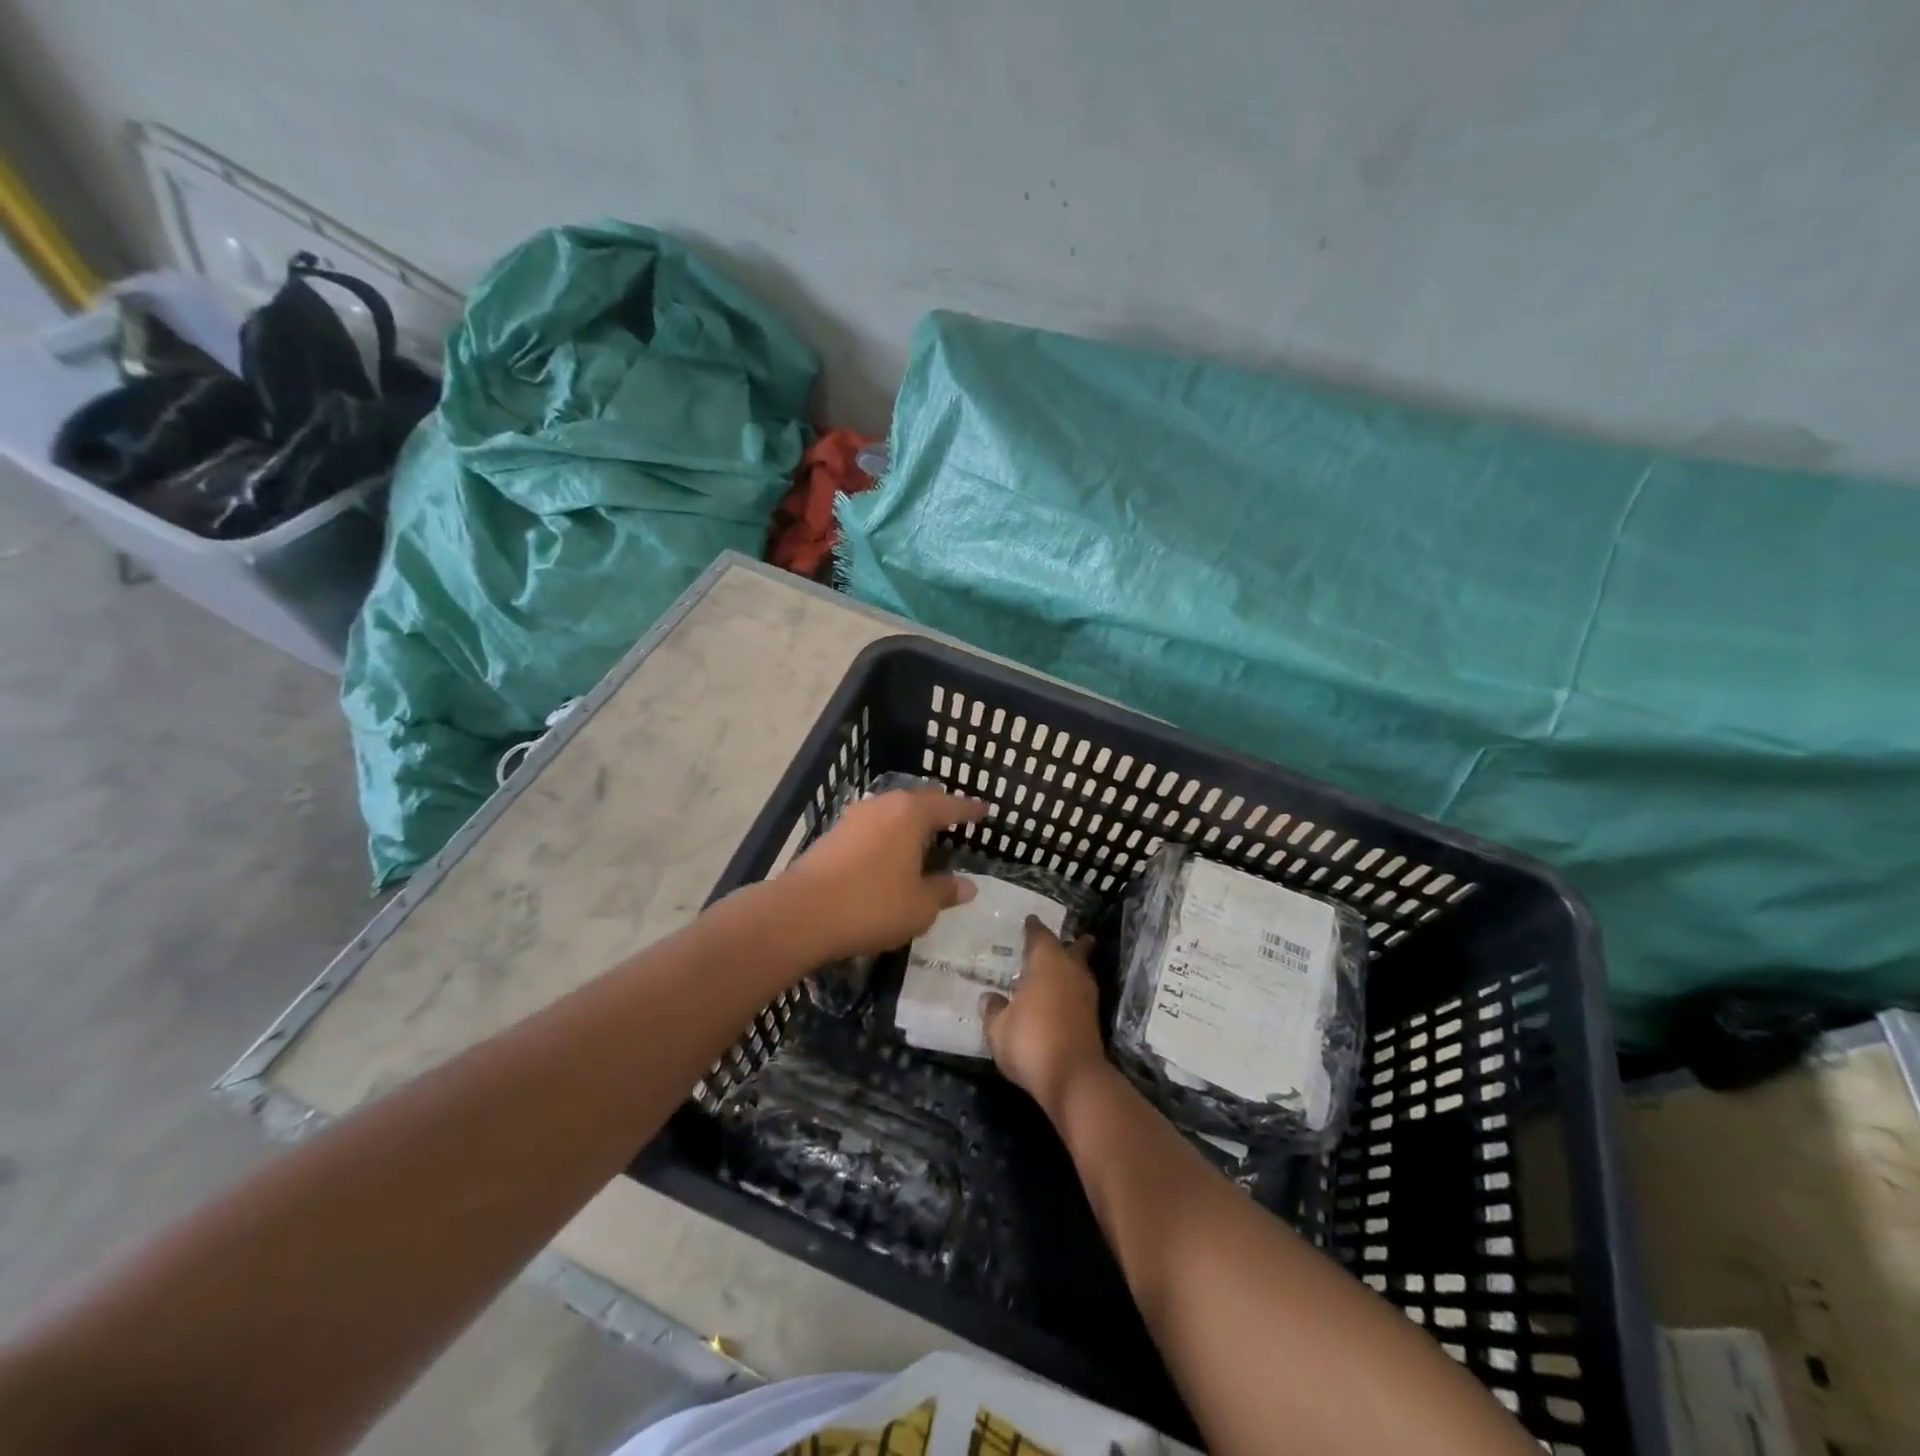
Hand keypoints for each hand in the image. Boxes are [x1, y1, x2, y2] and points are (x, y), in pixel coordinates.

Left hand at [777, 788, 987, 960]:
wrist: (800, 914)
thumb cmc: (872, 905)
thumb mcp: (919, 906)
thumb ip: (945, 891)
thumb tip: (968, 885)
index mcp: (910, 813)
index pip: (949, 806)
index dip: (970, 810)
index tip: (986, 810)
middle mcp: (883, 805)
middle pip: (918, 803)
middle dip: (939, 813)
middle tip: (957, 824)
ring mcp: (854, 818)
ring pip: (893, 814)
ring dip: (911, 827)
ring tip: (925, 843)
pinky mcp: (833, 836)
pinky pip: (874, 829)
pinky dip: (890, 839)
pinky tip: (892, 858)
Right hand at [982, 917, 1108, 1114]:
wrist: (1073, 1079)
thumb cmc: (1031, 1041)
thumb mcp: (998, 1028)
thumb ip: (993, 1010)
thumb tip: (989, 998)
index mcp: (1047, 962)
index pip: (1040, 935)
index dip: (1034, 928)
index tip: (1030, 920)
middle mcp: (1070, 971)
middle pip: (1075, 949)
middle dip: (1071, 943)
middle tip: (1065, 939)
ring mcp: (1086, 995)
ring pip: (1081, 971)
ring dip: (1073, 967)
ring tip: (1060, 968)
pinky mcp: (1093, 1019)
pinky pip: (1081, 993)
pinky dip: (1072, 990)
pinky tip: (1061, 998)